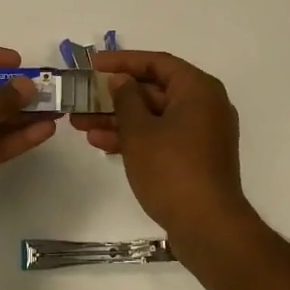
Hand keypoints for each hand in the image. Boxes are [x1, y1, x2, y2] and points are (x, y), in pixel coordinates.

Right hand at [71, 50, 254, 247]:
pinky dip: (135, 138)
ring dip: (118, 118)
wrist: (208, 228)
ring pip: (153, 115)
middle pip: (153, 90)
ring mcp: (201, 133)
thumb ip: (126, 98)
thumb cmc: (172, 169)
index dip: (123, 61)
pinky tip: (101, 143)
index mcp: (198, 89)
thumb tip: (121, 80)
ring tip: (81, 123)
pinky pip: (161, 136)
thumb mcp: (140, 131)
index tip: (94, 64)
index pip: (157, 63)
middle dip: (115, 96)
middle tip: (82, 97)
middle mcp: (204, 105)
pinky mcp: (194, 157)